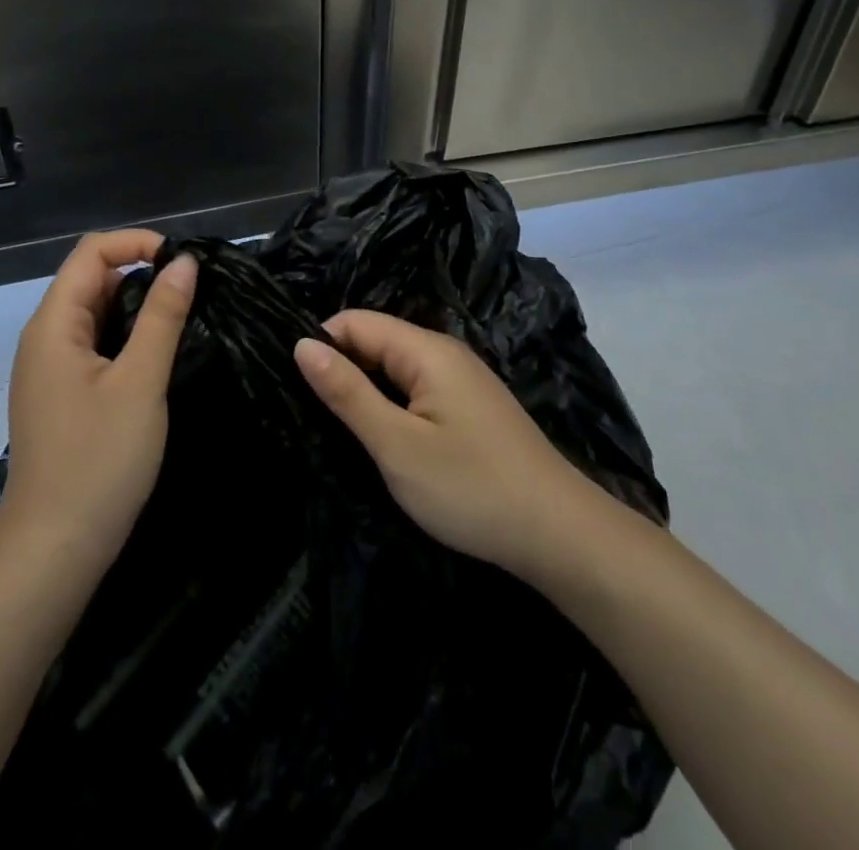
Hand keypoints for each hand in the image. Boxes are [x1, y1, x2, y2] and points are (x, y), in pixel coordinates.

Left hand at [0, 231, 196, 580]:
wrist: (53, 551)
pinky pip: (93, 344)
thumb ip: (163, 316)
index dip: (138, 243)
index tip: (185, 263)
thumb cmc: (99, 462)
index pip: (92, 252)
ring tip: (184, 319)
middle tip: (194, 293)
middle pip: (92, 279)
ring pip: (95, 313)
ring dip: (137, 308)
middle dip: (142, 274)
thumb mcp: (140, 383)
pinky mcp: (61, 394)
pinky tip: (158, 356)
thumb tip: (184, 262)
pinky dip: (126, 337)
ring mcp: (49, 368)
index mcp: (53, 324)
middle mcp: (44, 337)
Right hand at [294, 310, 597, 580]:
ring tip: (339, 430)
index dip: (322, 346)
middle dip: (341, 370)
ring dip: (366, 391)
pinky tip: (384, 439)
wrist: (562, 536)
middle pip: (376, 341)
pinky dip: (392, 406)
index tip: (296, 387)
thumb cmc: (471, 488)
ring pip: (395, 368)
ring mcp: (462, 380)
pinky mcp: (471, 407)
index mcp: (426, 350)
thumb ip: (347, 392)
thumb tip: (302, 345)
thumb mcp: (396, 444)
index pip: (355, 321)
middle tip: (312, 416)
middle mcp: (445, 352)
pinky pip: (417, 389)